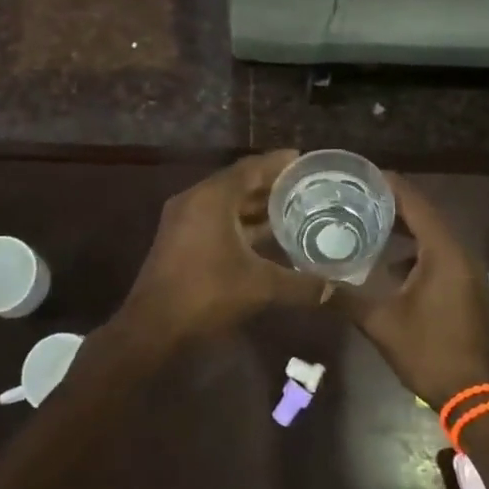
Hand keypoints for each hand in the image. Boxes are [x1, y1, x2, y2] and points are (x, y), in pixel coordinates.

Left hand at [125, 151, 329, 333]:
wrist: (153, 327)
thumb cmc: (207, 293)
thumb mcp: (260, 286)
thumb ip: (300, 284)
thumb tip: (335, 289)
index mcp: (213, 197)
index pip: (251, 168)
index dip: (278, 163)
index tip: (304, 161)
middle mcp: (195, 200)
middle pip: (238, 183)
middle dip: (270, 185)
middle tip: (304, 186)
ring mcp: (183, 220)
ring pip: (225, 203)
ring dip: (254, 206)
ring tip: (290, 208)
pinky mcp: (178, 240)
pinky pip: (215, 219)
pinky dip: (239, 222)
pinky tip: (263, 236)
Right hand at [342, 174, 488, 407]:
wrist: (473, 394)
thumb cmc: (429, 351)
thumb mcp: (381, 323)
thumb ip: (346, 298)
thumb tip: (313, 282)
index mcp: (443, 253)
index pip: (416, 204)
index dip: (390, 186)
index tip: (362, 174)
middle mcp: (459, 253)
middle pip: (426, 215)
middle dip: (394, 204)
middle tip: (358, 195)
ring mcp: (466, 272)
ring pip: (433, 236)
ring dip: (405, 227)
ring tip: (369, 221)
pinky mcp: (465, 287)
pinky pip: (438, 254)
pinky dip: (415, 249)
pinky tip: (389, 262)